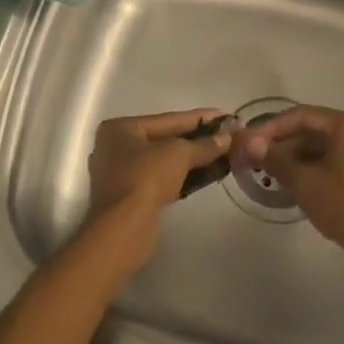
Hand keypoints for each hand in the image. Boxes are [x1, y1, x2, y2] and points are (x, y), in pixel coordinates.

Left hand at [86, 109, 232, 262]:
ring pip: (164, 161)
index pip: (168, 119)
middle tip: (226, 136)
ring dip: (193, 159)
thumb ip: (204, 145)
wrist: (124, 228)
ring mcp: (121, 174)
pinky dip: (183, 176)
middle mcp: (116, 148)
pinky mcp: (130, 198)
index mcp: (121, 129)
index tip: (225, 115)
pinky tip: (207, 175)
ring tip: (223, 155)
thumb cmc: (146, 178)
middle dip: (197, 140)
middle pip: (165, 139)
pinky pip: (161, 179)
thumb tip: (227, 138)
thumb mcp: (179, 154)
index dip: (199, 118)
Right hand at [240, 107, 343, 267]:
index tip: (251, 142)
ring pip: (328, 148)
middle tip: (260, 160)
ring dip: (300, 158)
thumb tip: (250, 143)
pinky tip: (301, 184)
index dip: (272, 127)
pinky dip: (318, 168)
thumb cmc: (343, 205)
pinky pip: (341, 161)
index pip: (302, 116)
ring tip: (276, 175)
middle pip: (316, 131)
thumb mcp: (303, 182)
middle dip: (286, 145)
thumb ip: (275, 159)